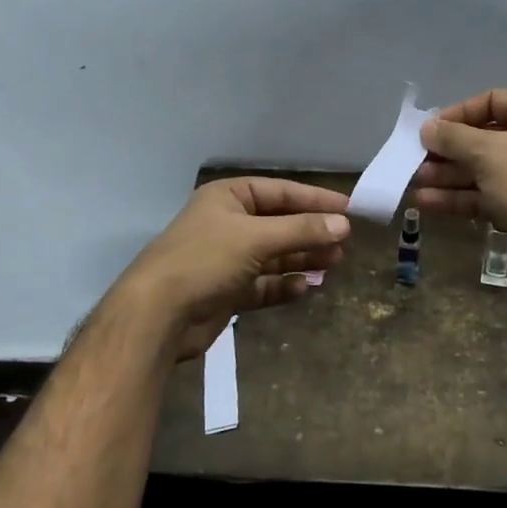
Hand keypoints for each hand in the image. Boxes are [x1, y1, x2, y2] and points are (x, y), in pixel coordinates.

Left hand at [118, 177, 351, 359]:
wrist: (157, 315)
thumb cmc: (205, 260)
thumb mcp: (256, 238)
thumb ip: (301, 230)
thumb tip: (344, 225)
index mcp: (228, 197)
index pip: (281, 192)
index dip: (315, 200)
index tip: (349, 210)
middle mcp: (228, 224)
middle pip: (280, 224)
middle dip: (311, 233)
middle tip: (345, 244)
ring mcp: (227, 259)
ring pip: (274, 256)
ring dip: (302, 259)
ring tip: (334, 264)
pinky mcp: (227, 291)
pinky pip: (264, 284)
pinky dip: (284, 285)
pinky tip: (305, 288)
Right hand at [413, 89, 506, 276]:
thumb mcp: (488, 152)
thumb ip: (452, 137)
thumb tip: (426, 128)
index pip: (492, 101)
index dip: (459, 112)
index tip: (431, 128)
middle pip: (482, 137)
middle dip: (447, 150)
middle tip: (415, 158)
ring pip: (479, 169)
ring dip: (447, 174)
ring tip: (414, 181)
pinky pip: (483, 194)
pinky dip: (457, 197)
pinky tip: (426, 202)